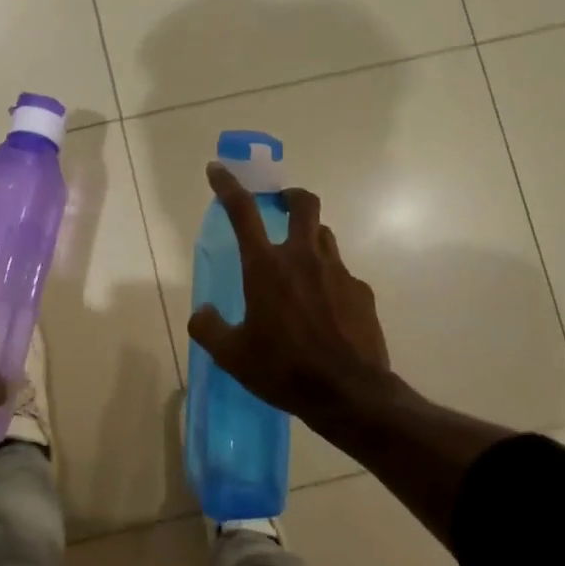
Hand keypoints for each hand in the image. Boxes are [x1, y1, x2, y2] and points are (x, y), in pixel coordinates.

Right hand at [189, 164, 396, 431]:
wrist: (350, 396)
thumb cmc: (283, 370)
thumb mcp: (232, 355)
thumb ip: (209, 328)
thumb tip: (202, 312)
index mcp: (266, 267)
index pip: (242, 211)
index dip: (228, 185)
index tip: (218, 169)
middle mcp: (303, 258)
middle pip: (303, 204)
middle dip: (291, 196)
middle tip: (281, 205)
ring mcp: (338, 272)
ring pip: (324, 237)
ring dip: (309, 238)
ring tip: (299, 266)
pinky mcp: (362, 293)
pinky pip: (342, 274)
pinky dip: (329, 280)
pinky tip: (325, 310)